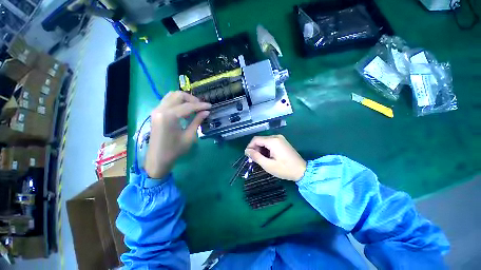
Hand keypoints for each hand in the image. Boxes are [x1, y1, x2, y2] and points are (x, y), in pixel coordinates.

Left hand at [145, 91, 210, 178]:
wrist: (158, 159)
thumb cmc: (175, 150)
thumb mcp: (189, 136)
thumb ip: (197, 121)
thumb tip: (206, 112)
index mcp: (169, 116)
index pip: (188, 106)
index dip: (200, 106)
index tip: (210, 106)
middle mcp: (161, 109)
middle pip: (178, 95)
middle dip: (192, 99)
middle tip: (201, 107)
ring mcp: (156, 110)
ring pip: (172, 96)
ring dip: (184, 100)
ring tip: (194, 108)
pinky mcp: (156, 113)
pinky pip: (168, 101)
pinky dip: (178, 103)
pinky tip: (184, 111)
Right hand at [245, 135, 306, 181]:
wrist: (302, 170)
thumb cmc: (285, 169)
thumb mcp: (268, 165)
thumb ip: (256, 157)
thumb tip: (247, 151)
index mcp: (273, 141)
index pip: (256, 139)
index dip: (250, 146)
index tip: (248, 156)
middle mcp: (276, 137)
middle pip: (260, 139)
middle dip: (255, 148)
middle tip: (256, 159)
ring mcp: (280, 138)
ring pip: (264, 141)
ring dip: (260, 149)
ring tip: (262, 159)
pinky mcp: (282, 141)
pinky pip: (270, 142)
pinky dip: (266, 148)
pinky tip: (268, 156)